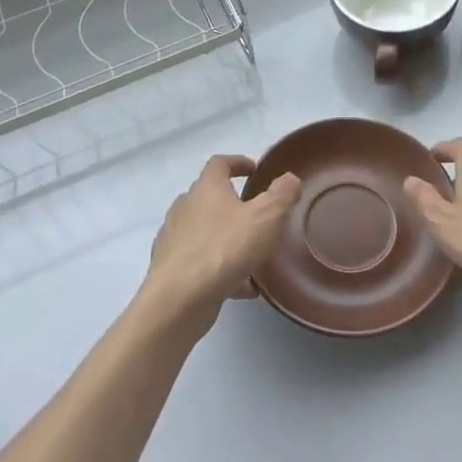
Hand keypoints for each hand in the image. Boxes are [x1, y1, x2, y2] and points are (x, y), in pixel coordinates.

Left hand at [141, 155, 300, 330]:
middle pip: (209, 197)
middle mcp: (185, 208)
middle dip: (233, 204)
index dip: (237, 162)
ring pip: (205, 232)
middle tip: (257, 215)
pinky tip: (243, 288)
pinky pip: (201, 262)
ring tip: (253, 256)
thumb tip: (290, 179)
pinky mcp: (171, 268)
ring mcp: (174, 238)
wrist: (179, 298)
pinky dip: (221, 268)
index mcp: (206, 189)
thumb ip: (282, 195)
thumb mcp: (266, 217)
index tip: (254, 170)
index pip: (219, 163)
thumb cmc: (225, 248)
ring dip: (227, 238)